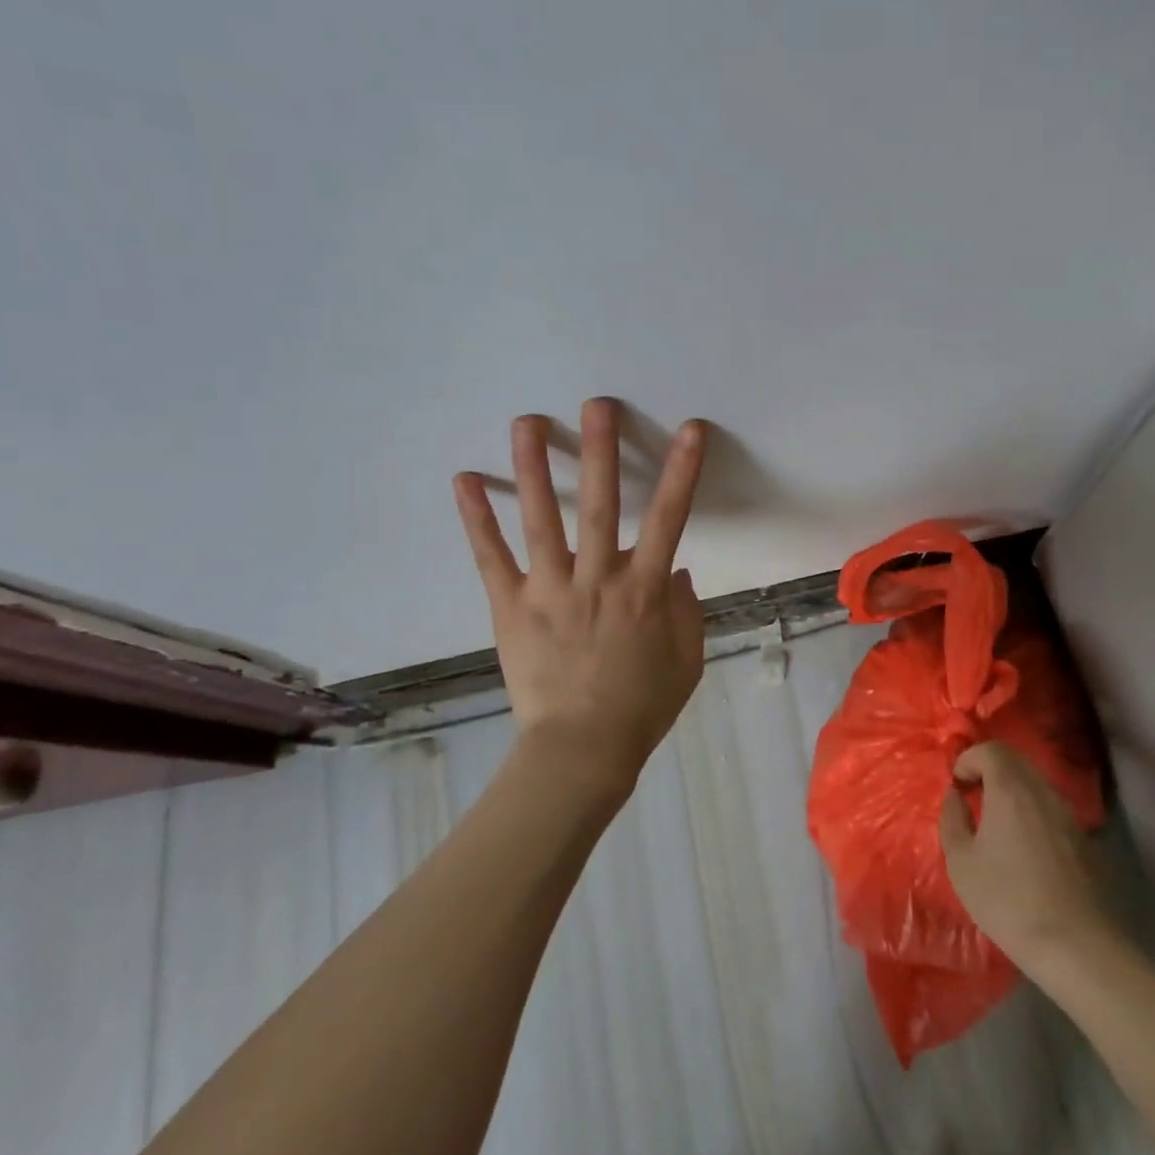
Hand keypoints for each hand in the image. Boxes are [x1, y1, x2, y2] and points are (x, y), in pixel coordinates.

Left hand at [454, 399, 708, 804]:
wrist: (582, 750)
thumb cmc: (642, 706)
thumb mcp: (686, 660)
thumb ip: (688, 611)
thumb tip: (679, 570)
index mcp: (643, 591)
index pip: (670, 519)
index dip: (683, 472)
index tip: (690, 429)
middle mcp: (596, 579)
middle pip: (600, 505)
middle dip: (600, 451)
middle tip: (595, 404)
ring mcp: (549, 590)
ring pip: (541, 520)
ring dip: (534, 468)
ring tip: (526, 422)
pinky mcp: (510, 607)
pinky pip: (492, 558)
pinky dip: (476, 519)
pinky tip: (463, 479)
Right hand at [939, 741, 1121, 968]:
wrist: (1076, 947)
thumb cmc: (1008, 900)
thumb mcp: (961, 862)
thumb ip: (952, 819)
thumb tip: (955, 795)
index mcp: (1010, 789)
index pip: (991, 749)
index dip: (969, 759)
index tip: (956, 785)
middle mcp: (1042, 792)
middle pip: (1016, 760)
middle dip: (989, 769)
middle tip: (972, 795)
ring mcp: (1068, 815)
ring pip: (1036, 783)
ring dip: (1012, 790)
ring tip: (996, 822)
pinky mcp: (1084, 840)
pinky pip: (1051, 808)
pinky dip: (1031, 811)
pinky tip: (1024, 847)